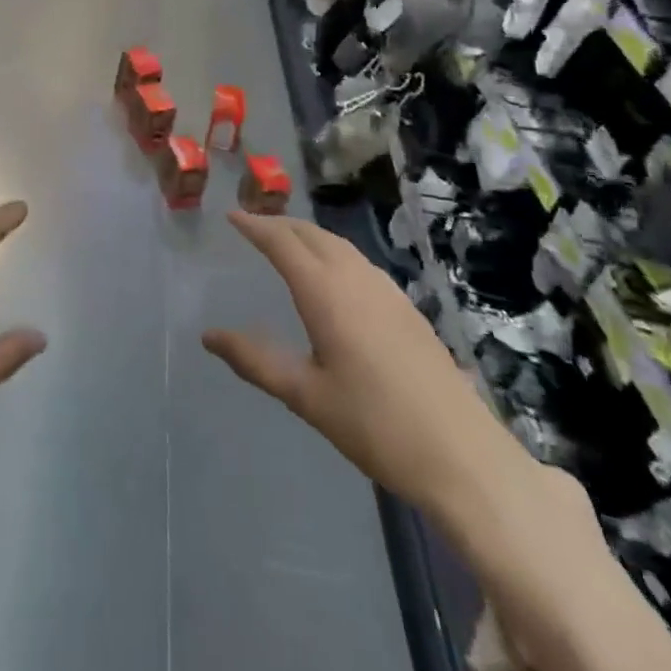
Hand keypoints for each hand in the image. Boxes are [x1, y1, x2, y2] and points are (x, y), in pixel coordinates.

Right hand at [202, 210, 524, 516]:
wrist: (462, 454)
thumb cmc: (375, 425)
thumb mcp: (307, 396)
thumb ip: (256, 361)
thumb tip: (209, 336)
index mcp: (326, 293)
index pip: (282, 243)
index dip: (255, 226)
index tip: (231, 216)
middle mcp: (356, 278)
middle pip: (312, 234)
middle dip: (280, 224)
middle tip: (253, 226)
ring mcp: (386, 290)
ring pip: (339, 244)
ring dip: (308, 235)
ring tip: (286, 243)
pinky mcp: (406, 306)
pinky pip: (359, 261)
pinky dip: (333, 252)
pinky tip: (333, 275)